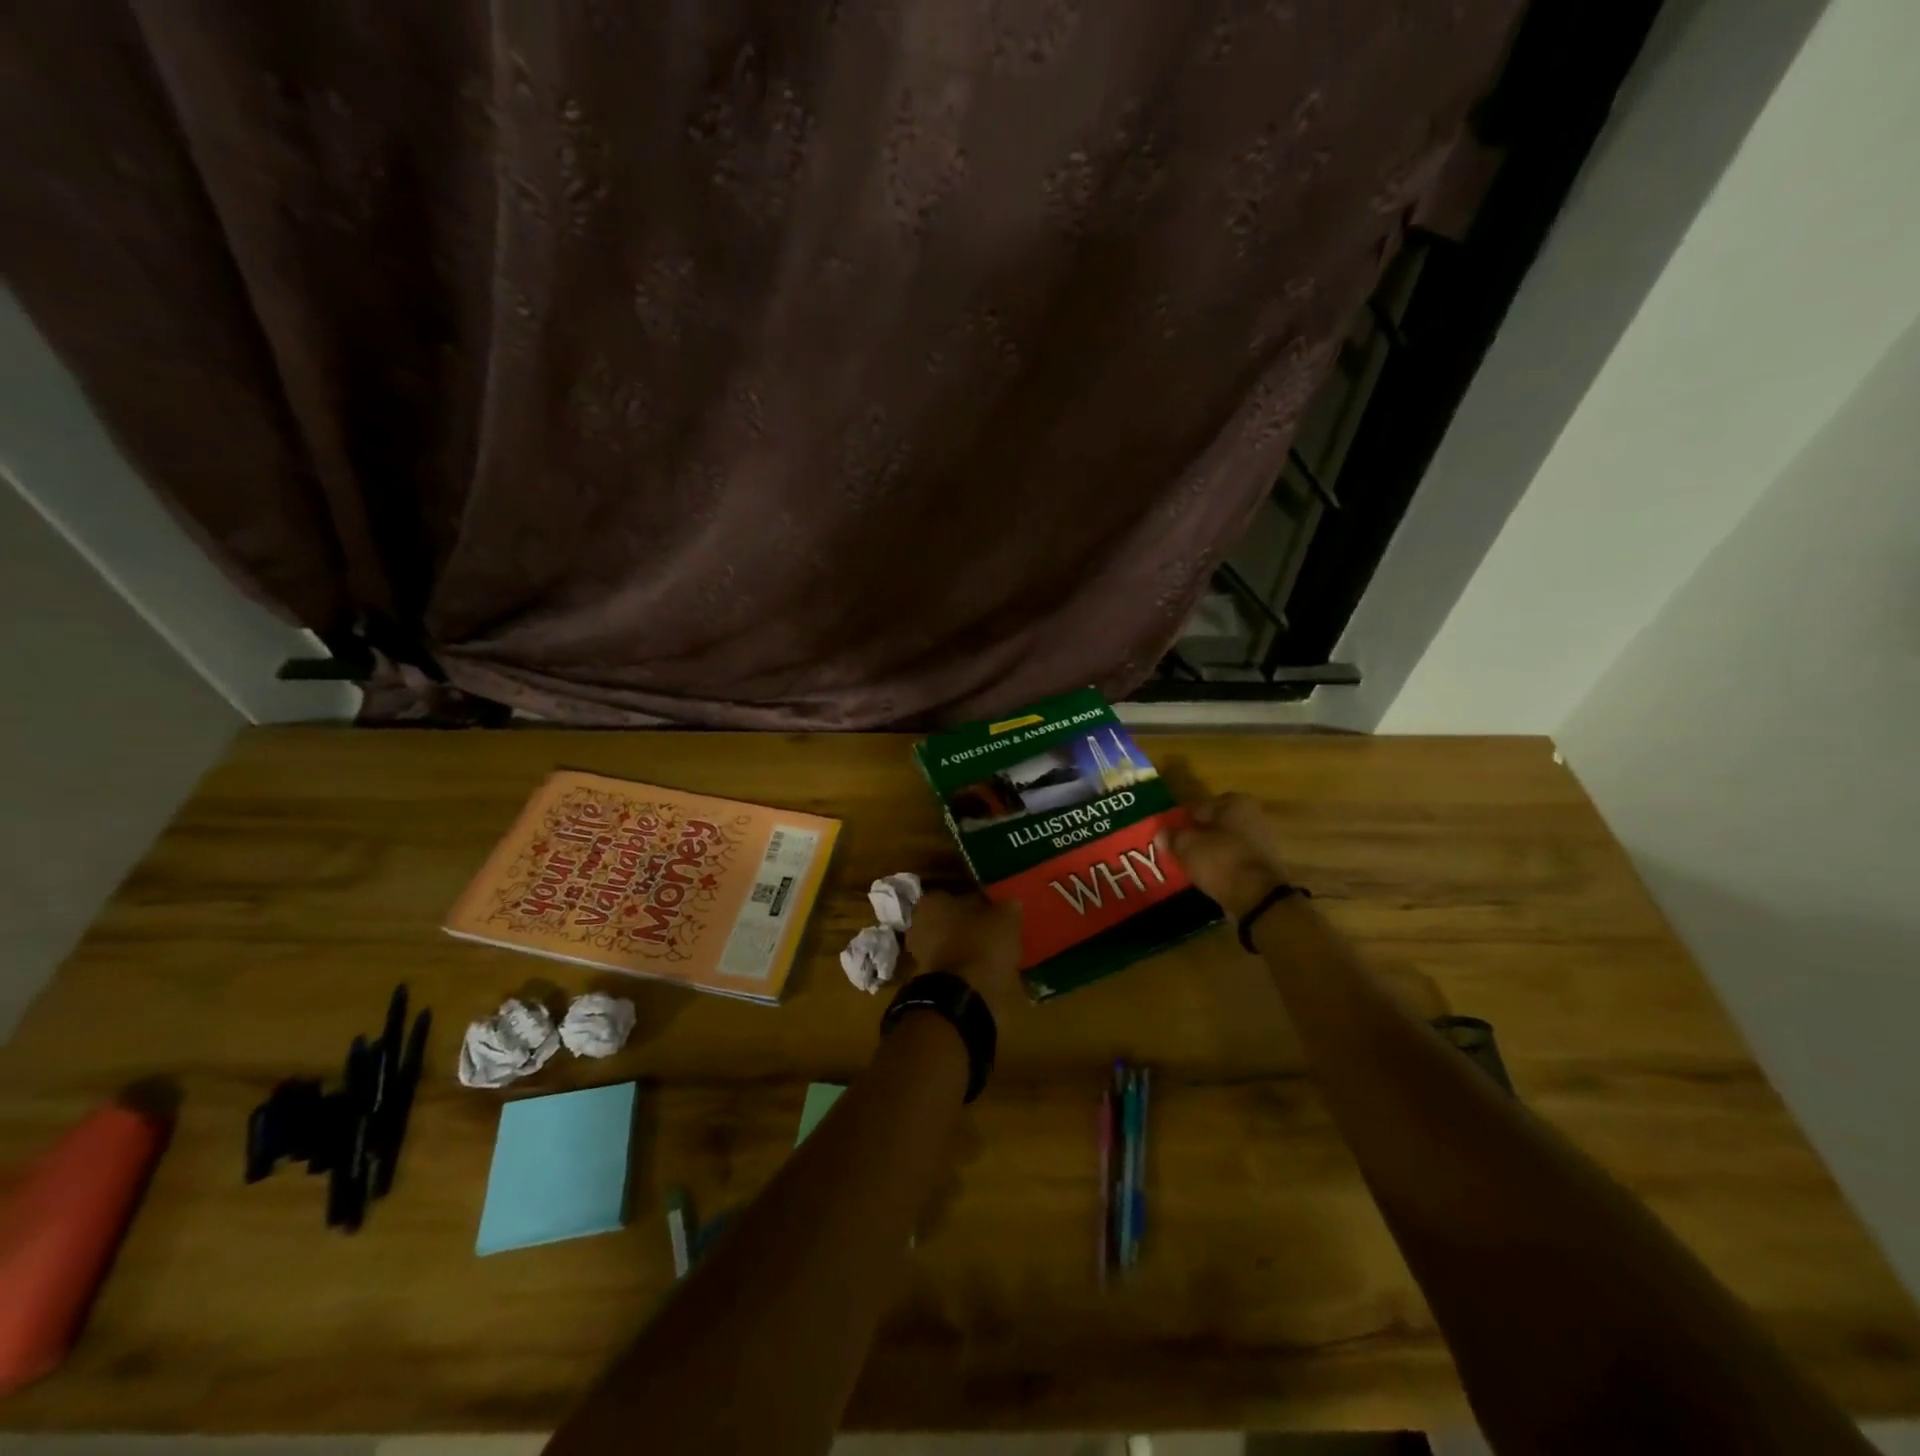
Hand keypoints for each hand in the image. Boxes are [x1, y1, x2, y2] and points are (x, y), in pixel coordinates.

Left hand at [905, 890, 1023, 1017]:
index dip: (979, 901)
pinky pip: (953, 968)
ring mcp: (920, 955)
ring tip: (997, 954)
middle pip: (951, 920)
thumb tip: (1011, 903)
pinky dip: (968, 969)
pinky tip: (988, 972)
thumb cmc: (981, 945)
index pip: (957, 894)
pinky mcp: (928, 981)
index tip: (996, 909)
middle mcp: (919, 924)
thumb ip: (1007, 906)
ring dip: (970, 948)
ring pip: (951, 945)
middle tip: (997, 931)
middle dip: (971, 926)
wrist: (963, 997)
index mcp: (932, 901)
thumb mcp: (1005, 918)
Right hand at [1157, 792, 1295, 918]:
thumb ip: (1173, 836)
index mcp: (1235, 803)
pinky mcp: (1264, 864)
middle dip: (1198, 835)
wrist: (1257, 897)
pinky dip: (1222, 865)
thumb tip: (1161, 834)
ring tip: (1190, 863)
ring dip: (1210, 850)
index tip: (1169, 834)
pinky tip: (1208, 875)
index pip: (1200, 806)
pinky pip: (1234, 859)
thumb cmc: (1220, 860)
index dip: (1182, 820)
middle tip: (1178, 848)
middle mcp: (1252, 815)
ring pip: (1226, 842)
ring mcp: (1261, 841)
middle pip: (1215, 824)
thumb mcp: (1187, 846)